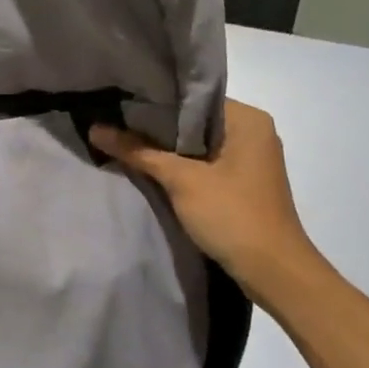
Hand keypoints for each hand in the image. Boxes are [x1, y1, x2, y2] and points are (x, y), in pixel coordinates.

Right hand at [90, 99, 327, 303]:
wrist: (273, 271)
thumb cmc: (232, 215)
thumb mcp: (181, 180)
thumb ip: (138, 151)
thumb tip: (95, 129)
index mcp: (247, 119)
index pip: (193, 97)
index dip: (155, 100)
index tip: (119, 102)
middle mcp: (253, 131)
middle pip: (194, 120)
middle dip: (157, 125)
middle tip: (114, 120)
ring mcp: (250, 158)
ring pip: (198, 143)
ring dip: (167, 147)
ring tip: (124, 139)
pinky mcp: (243, 182)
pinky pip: (206, 162)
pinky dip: (182, 164)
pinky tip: (150, 166)